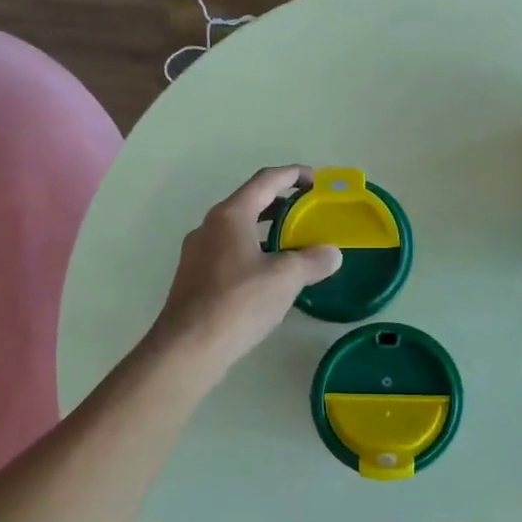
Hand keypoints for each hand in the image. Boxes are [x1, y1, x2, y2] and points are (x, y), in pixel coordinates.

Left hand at [150, 166, 341, 374]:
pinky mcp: (194, 278)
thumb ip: (312, 260)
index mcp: (230, 215)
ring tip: (293, 246)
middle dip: (281, 205)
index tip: (317, 182)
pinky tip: (268, 277)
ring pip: (238, 230)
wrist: (189, 347)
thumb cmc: (239, 302)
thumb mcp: (285, 278)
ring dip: (266, 232)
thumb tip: (332, 253)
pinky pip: (229, 253)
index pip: (266, 180)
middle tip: (309, 215)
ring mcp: (197, 253)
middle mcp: (209, 226)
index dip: (294, 175)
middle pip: (250, 203)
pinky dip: (252, 253)